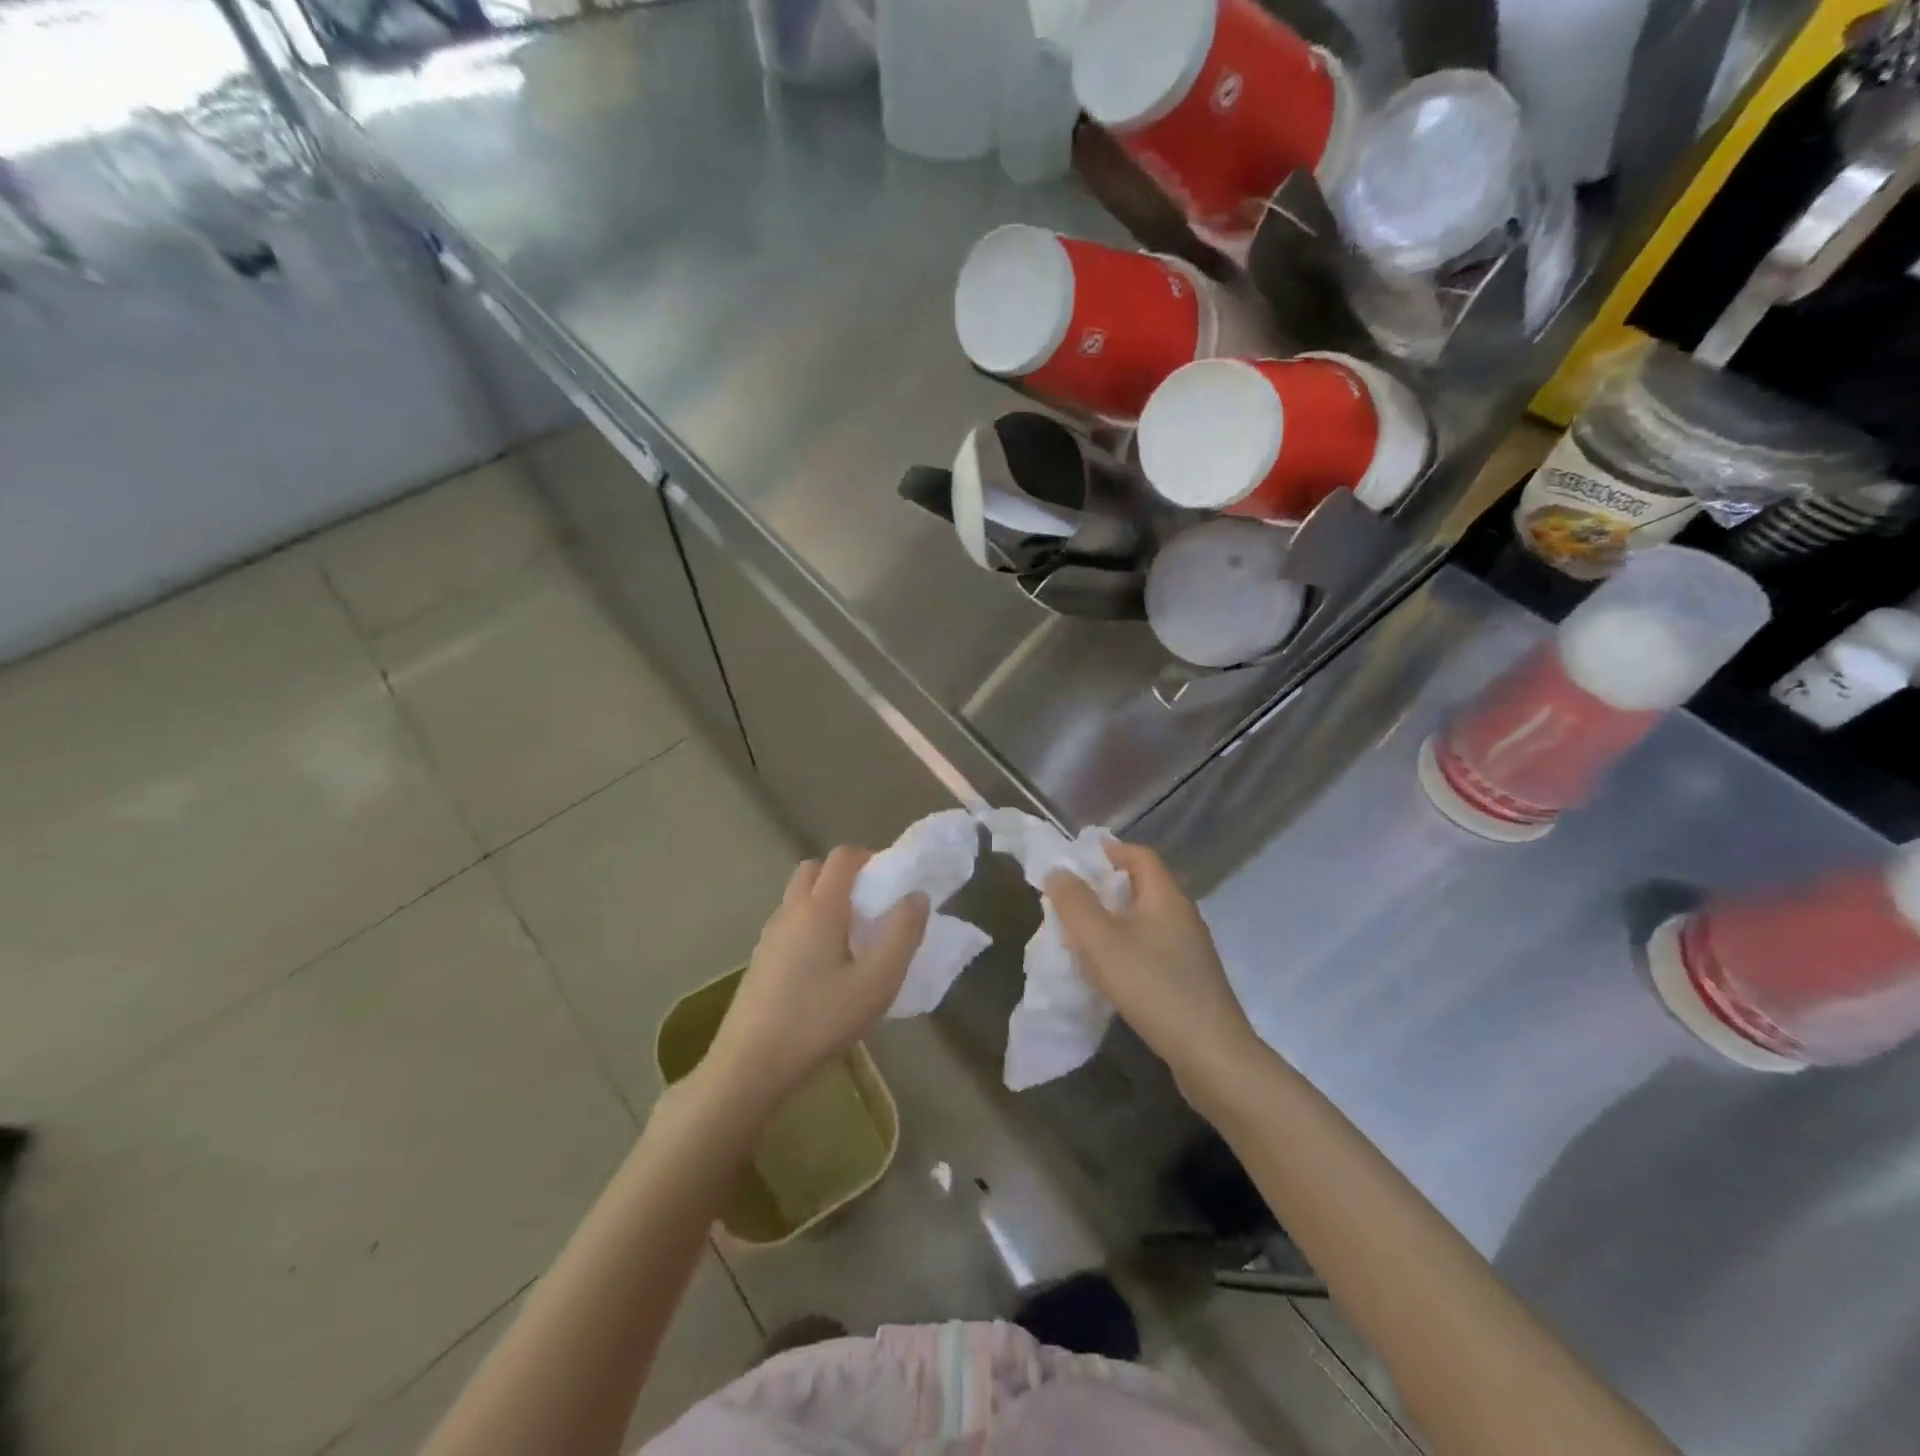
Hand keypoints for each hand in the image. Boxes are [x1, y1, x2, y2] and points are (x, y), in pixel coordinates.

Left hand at [698, 847, 928, 1116]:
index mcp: (820, 907)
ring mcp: (770, 935)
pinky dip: (810, 925)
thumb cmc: (820, 1020)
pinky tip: (825, 968)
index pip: (843, 856)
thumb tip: (916, 896)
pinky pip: (790, 923)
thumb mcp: (877, 982)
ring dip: (826, 901)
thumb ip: (902, 934)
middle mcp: (791, 910)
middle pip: (816, 869)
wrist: (751, 1065)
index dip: (870, 858)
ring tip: (853, 940)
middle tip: (872, 908)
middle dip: (845, 876)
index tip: (892, 882)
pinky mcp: (760, 959)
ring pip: (800, 897)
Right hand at [1044, 840, 1260, 1100]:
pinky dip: (1126, 947)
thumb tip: (1058, 871)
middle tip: (1069, 901)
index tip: (1075, 861)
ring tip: (1082, 936)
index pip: (1139, 855)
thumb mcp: (1102, 942)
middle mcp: (1182, 915)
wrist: (1212, 1055)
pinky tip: (1110, 971)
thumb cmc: (1153, 987)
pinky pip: (1152, 947)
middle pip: (1141, 886)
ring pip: (1145, 919)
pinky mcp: (1190, 978)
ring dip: (1113, 920)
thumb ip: (1075, 903)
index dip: (1107, 851)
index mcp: (1166, 897)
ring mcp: (1189, 948)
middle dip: (1103, 888)